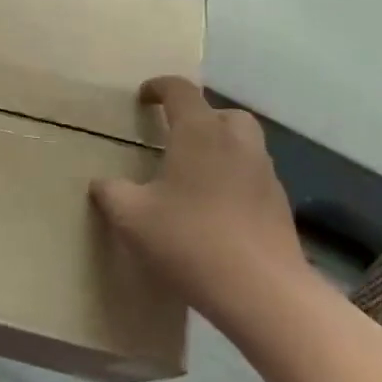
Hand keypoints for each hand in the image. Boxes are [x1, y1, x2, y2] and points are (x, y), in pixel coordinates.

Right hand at [90, 76, 305, 315]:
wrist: (263, 293)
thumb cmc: (190, 241)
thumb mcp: (132, 218)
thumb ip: (111, 193)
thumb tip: (101, 184)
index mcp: (199, 133)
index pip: (180, 90)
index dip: (159, 87)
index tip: (143, 97)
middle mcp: (236, 143)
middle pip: (222, 113)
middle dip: (200, 117)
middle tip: (176, 137)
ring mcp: (264, 174)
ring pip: (244, 143)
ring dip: (221, 147)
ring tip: (195, 175)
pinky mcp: (279, 205)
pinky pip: (253, 176)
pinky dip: (235, 179)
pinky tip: (217, 209)